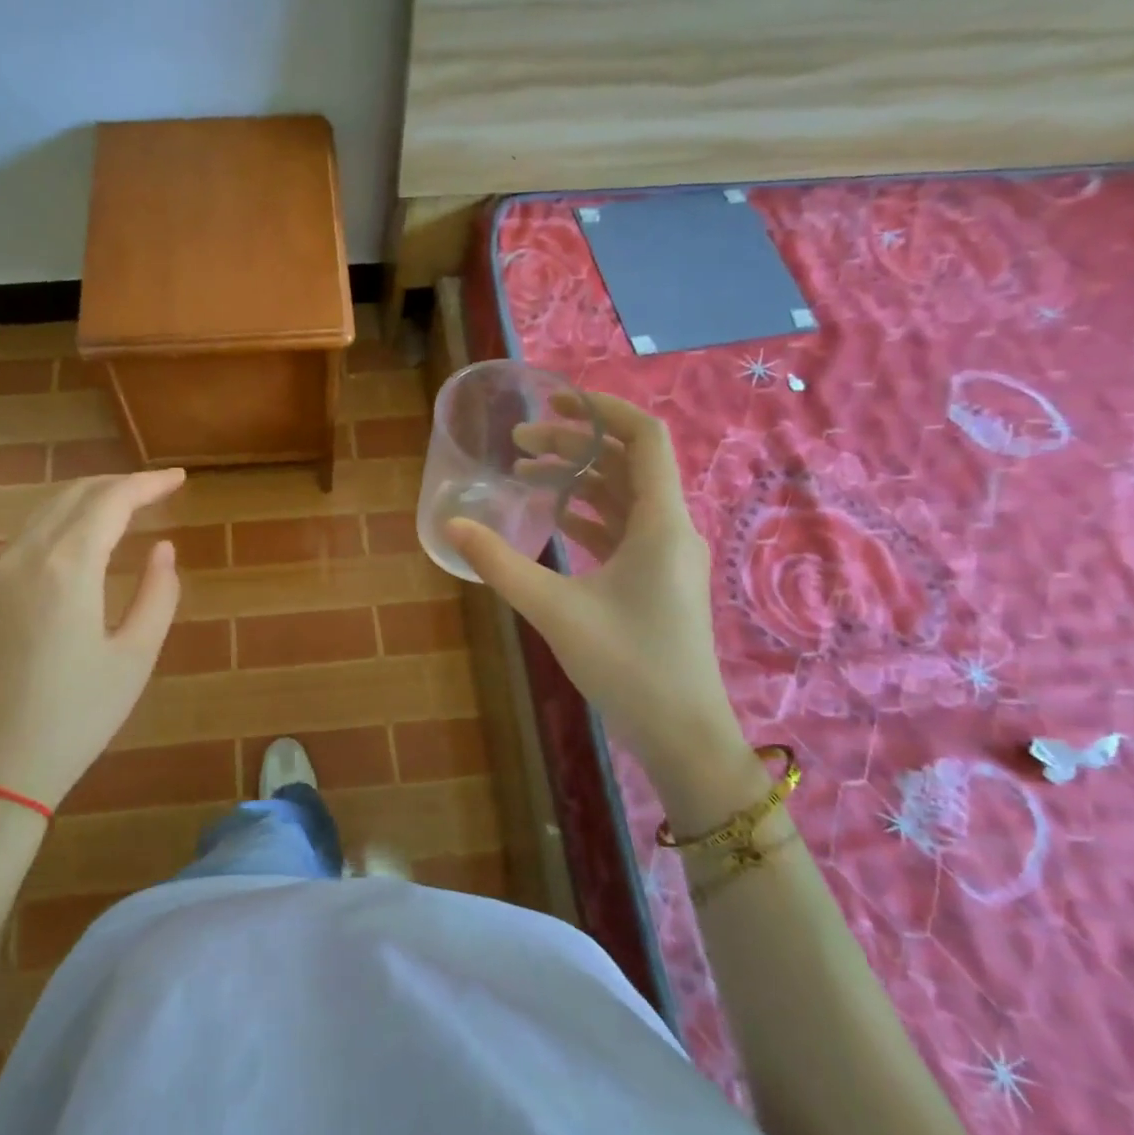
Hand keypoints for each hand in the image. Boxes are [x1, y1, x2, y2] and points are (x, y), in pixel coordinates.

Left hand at [0, 470, 185, 808]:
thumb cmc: (75, 718)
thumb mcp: (135, 658)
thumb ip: (158, 594)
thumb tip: (162, 549)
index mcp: (67, 567)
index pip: (111, 501)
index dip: (148, 484)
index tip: (179, 479)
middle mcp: (25, 556)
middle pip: (75, 496)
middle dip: (119, 484)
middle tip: (157, 489)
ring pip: (46, 511)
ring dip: (88, 499)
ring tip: (125, 506)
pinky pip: (27, 535)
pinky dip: (62, 521)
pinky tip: (81, 538)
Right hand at [445, 392, 744, 777]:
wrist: (682, 733)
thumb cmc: (627, 664)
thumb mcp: (554, 609)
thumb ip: (500, 563)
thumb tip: (451, 525)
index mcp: (661, 522)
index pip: (644, 438)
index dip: (602, 409)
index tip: (555, 400)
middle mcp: (671, 529)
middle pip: (627, 463)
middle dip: (574, 445)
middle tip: (519, 442)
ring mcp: (667, 556)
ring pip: (624, 496)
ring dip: (579, 479)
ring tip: (525, 474)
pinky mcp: (657, 580)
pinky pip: (624, 528)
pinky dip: (589, 513)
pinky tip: (553, 519)